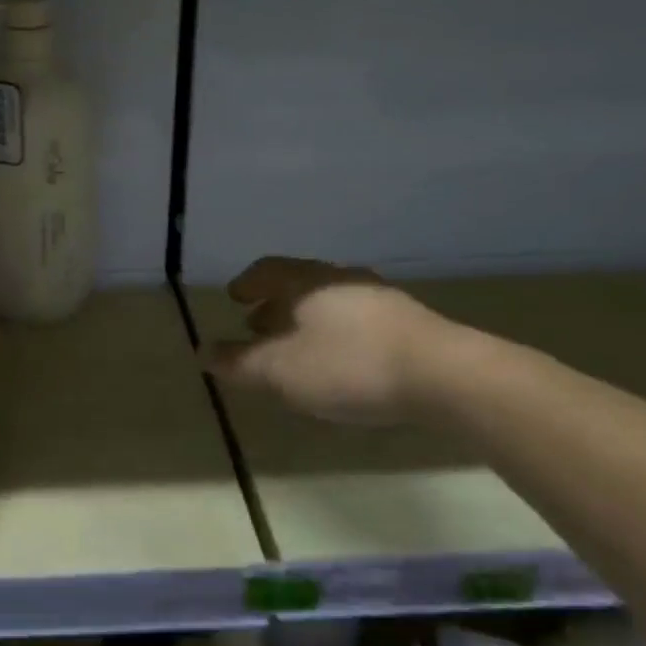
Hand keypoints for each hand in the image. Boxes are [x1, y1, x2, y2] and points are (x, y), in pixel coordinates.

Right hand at [206, 257, 446, 423]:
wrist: (443, 375)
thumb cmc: (347, 365)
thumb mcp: (280, 371)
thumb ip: (238, 362)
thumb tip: (202, 350)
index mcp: (306, 281)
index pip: (267, 269)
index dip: (248, 283)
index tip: (234, 298)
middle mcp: (340, 279)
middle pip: (299, 283)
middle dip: (274, 304)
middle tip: (258, 325)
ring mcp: (379, 298)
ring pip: (329, 301)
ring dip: (306, 319)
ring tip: (296, 345)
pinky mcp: (408, 322)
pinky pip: (357, 319)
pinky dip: (335, 332)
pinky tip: (340, 359)